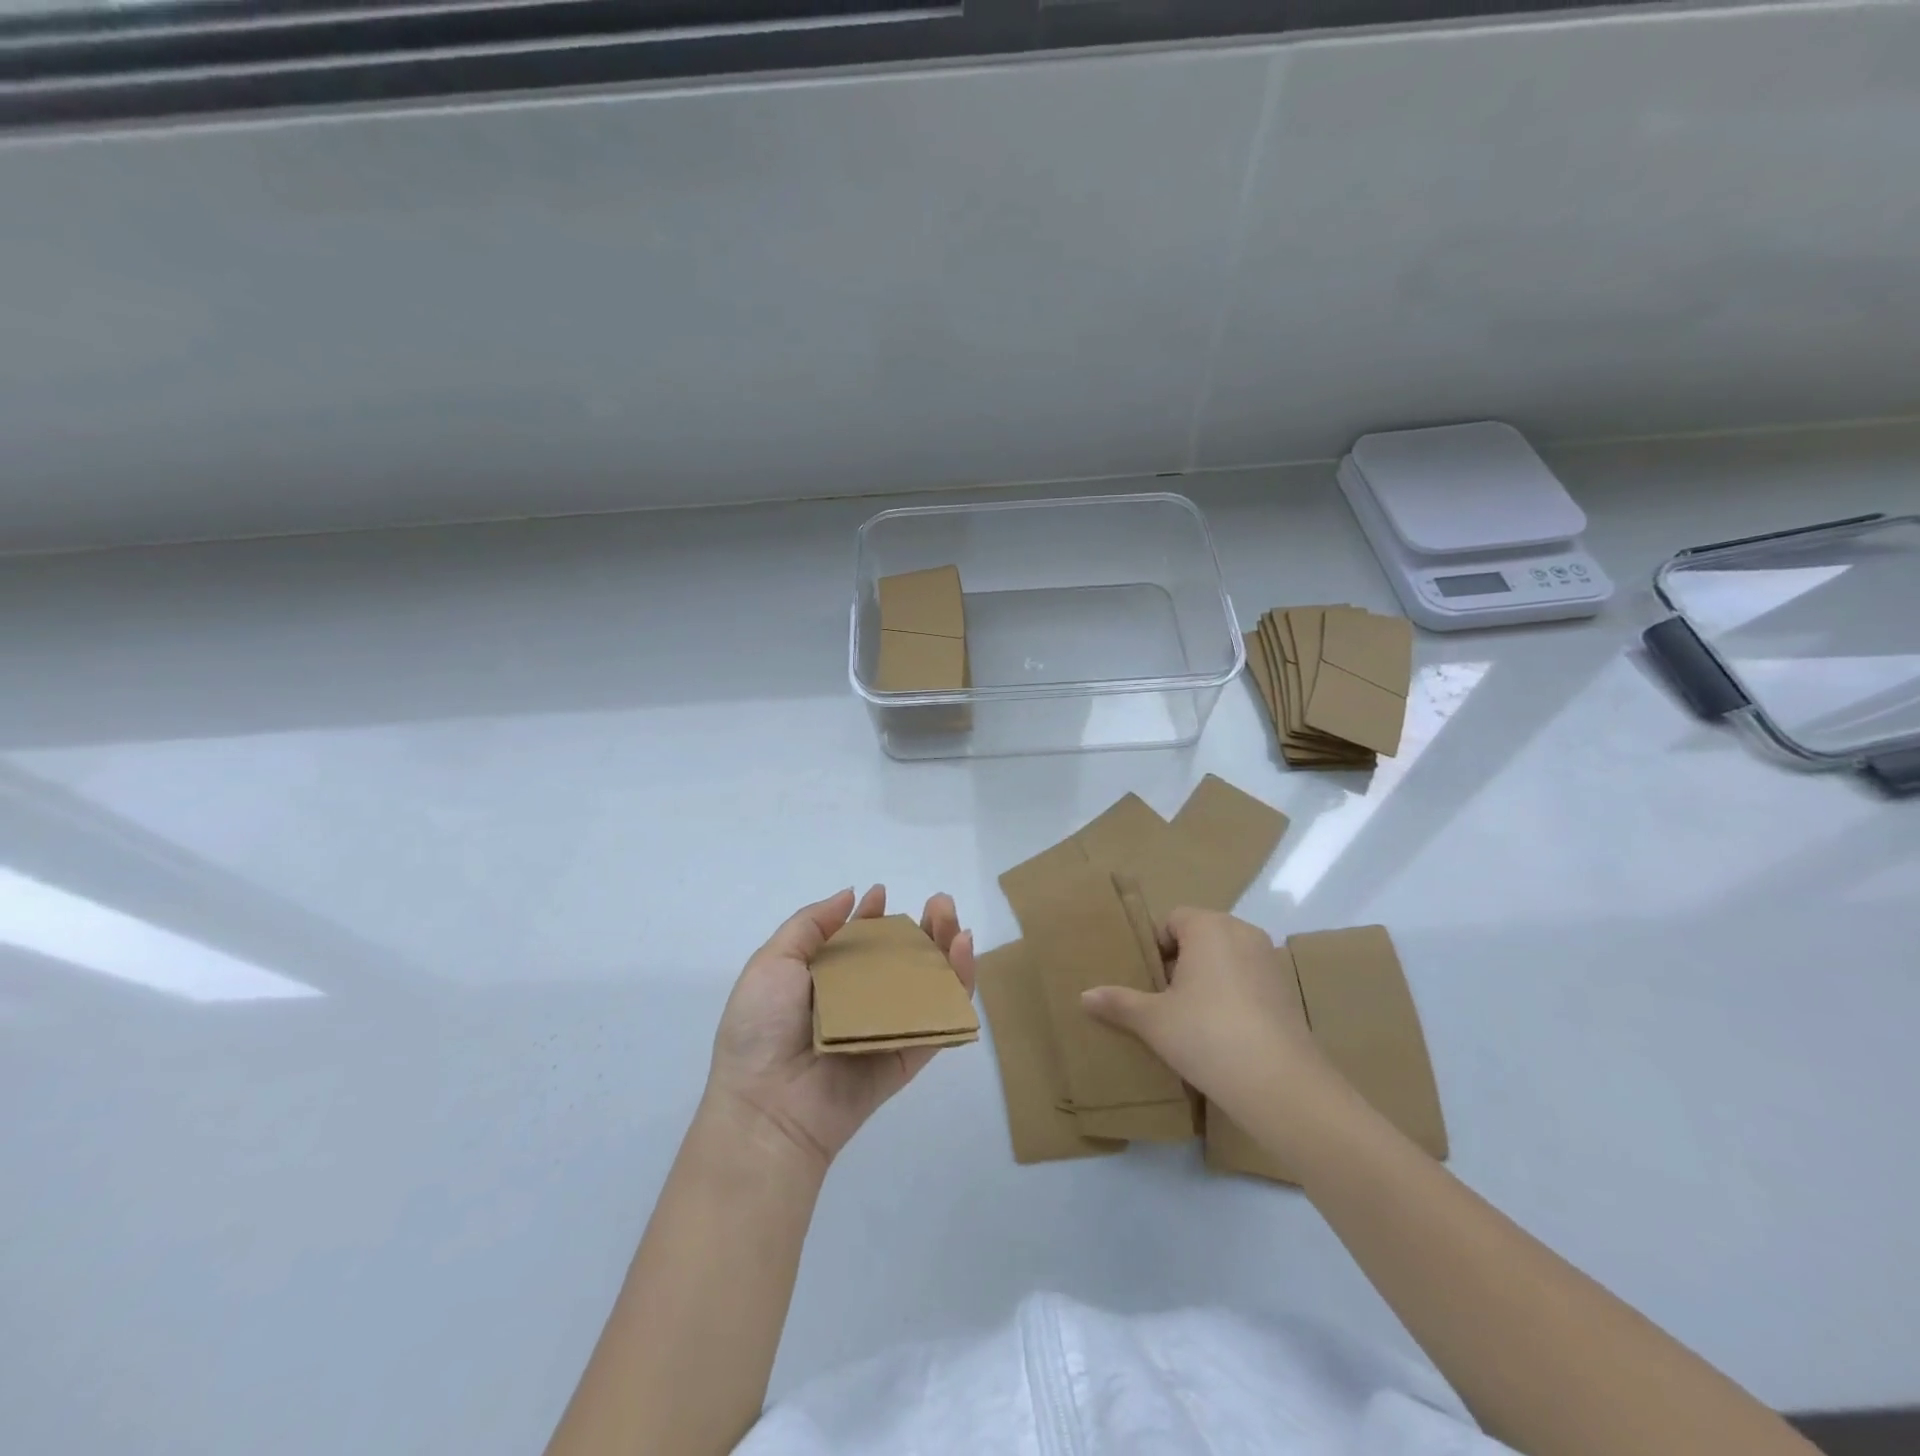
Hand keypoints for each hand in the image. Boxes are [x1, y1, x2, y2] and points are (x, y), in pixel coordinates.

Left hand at [705, 886, 974, 1170]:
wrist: (767, 1105)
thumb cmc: (761, 1028)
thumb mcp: (772, 962)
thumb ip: (810, 924)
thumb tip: (851, 894)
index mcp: (827, 982)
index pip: (859, 942)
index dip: (872, 917)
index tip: (880, 894)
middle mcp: (860, 1002)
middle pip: (902, 959)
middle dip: (922, 927)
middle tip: (938, 903)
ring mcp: (888, 1027)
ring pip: (928, 983)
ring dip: (946, 947)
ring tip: (952, 919)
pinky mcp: (910, 1053)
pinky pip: (940, 1017)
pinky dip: (959, 985)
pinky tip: (963, 951)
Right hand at [1081, 907, 1337, 1116]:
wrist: (1281, 1084)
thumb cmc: (1207, 1035)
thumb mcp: (1153, 1020)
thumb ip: (1119, 1002)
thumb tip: (1084, 996)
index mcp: (1209, 926)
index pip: (1172, 920)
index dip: (1154, 948)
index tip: (1146, 982)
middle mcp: (1242, 932)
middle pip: (1199, 937)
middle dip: (1179, 963)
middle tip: (1162, 1001)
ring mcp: (1269, 960)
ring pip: (1224, 959)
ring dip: (1206, 980)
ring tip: (1189, 1019)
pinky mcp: (1286, 991)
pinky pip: (1247, 980)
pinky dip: (1231, 996)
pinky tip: (1220, 1033)